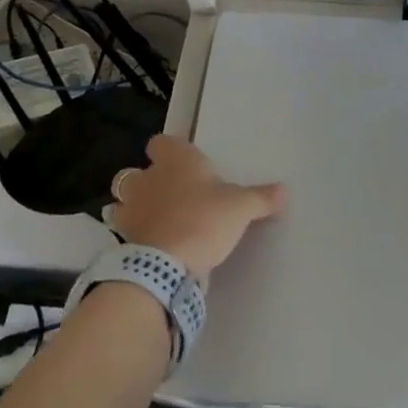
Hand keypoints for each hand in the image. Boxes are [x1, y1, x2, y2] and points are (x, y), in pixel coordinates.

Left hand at [109, 135, 284, 275]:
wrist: (166, 266)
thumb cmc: (204, 219)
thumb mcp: (241, 207)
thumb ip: (261, 198)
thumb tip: (284, 191)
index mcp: (175, 160)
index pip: (161, 142)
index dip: (170, 151)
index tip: (184, 163)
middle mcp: (147, 178)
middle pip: (135, 172)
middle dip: (147, 181)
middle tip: (170, 194)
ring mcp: (131, 210)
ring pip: (124, 201)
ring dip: (135, 208)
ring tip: (157, 220)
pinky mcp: (124, 240)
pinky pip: (126, 231)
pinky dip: (136, 235)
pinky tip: (153, 244)